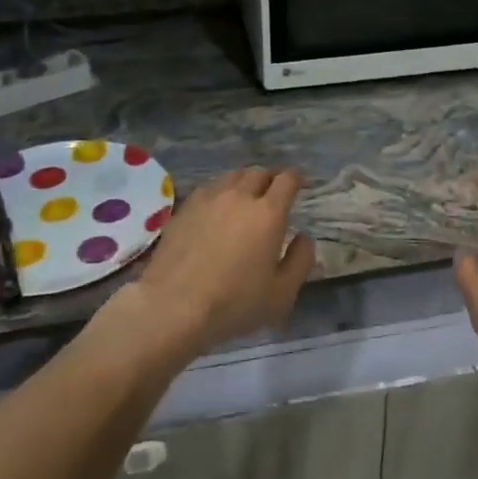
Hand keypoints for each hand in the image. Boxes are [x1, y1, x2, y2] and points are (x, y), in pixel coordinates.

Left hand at [121, 167, 315, 354]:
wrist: (173, 306)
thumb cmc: (234, 303)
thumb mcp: (282, 294)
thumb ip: (300, 260)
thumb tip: (304, 237)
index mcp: (268, 213)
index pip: (287, 180)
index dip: (296, 178)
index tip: (300, 185)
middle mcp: (239, 196)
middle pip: (259, 172)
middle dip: (271, 178)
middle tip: (274, 193)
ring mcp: (208, 199)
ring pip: (232, 176)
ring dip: (245, 182)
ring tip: (246, 197)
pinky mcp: (185, 208)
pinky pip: (209, 188)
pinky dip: (221, 191)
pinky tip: (218, 208)